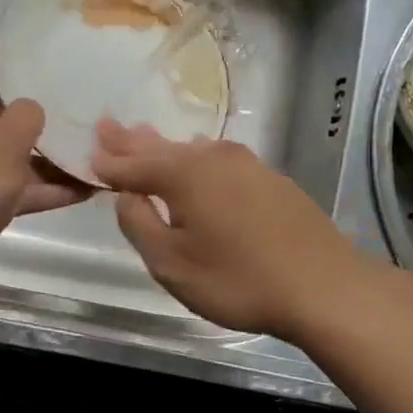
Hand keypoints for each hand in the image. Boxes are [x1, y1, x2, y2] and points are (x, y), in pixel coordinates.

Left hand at [0, 32, 90, 303]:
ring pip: (3, 154)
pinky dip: (38, 189)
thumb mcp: (5, 144)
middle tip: (72, 112)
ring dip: (43, 158)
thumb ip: (27, 117)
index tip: (16, 49)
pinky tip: (82, 193)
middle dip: (30, 114)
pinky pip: (6, 188)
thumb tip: (30, 110)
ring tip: (89, 155)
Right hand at [92, 120, 373, 341]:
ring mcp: (247, 165)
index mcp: (183, 174)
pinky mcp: (270, 180)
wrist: (325, 286)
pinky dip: (197, 158)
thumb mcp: (173, 264)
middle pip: (163, 148)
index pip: (133, 165)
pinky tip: (198, 155)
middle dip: (132, 141)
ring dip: (165, 146)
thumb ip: (140, 226)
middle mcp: (213, 158)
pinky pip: (219, 160)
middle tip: (108, 126)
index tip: (88, 153)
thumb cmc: (239, 279)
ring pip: (193, 150)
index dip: (108, 163)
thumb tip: (127, 197)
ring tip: (144, 136)